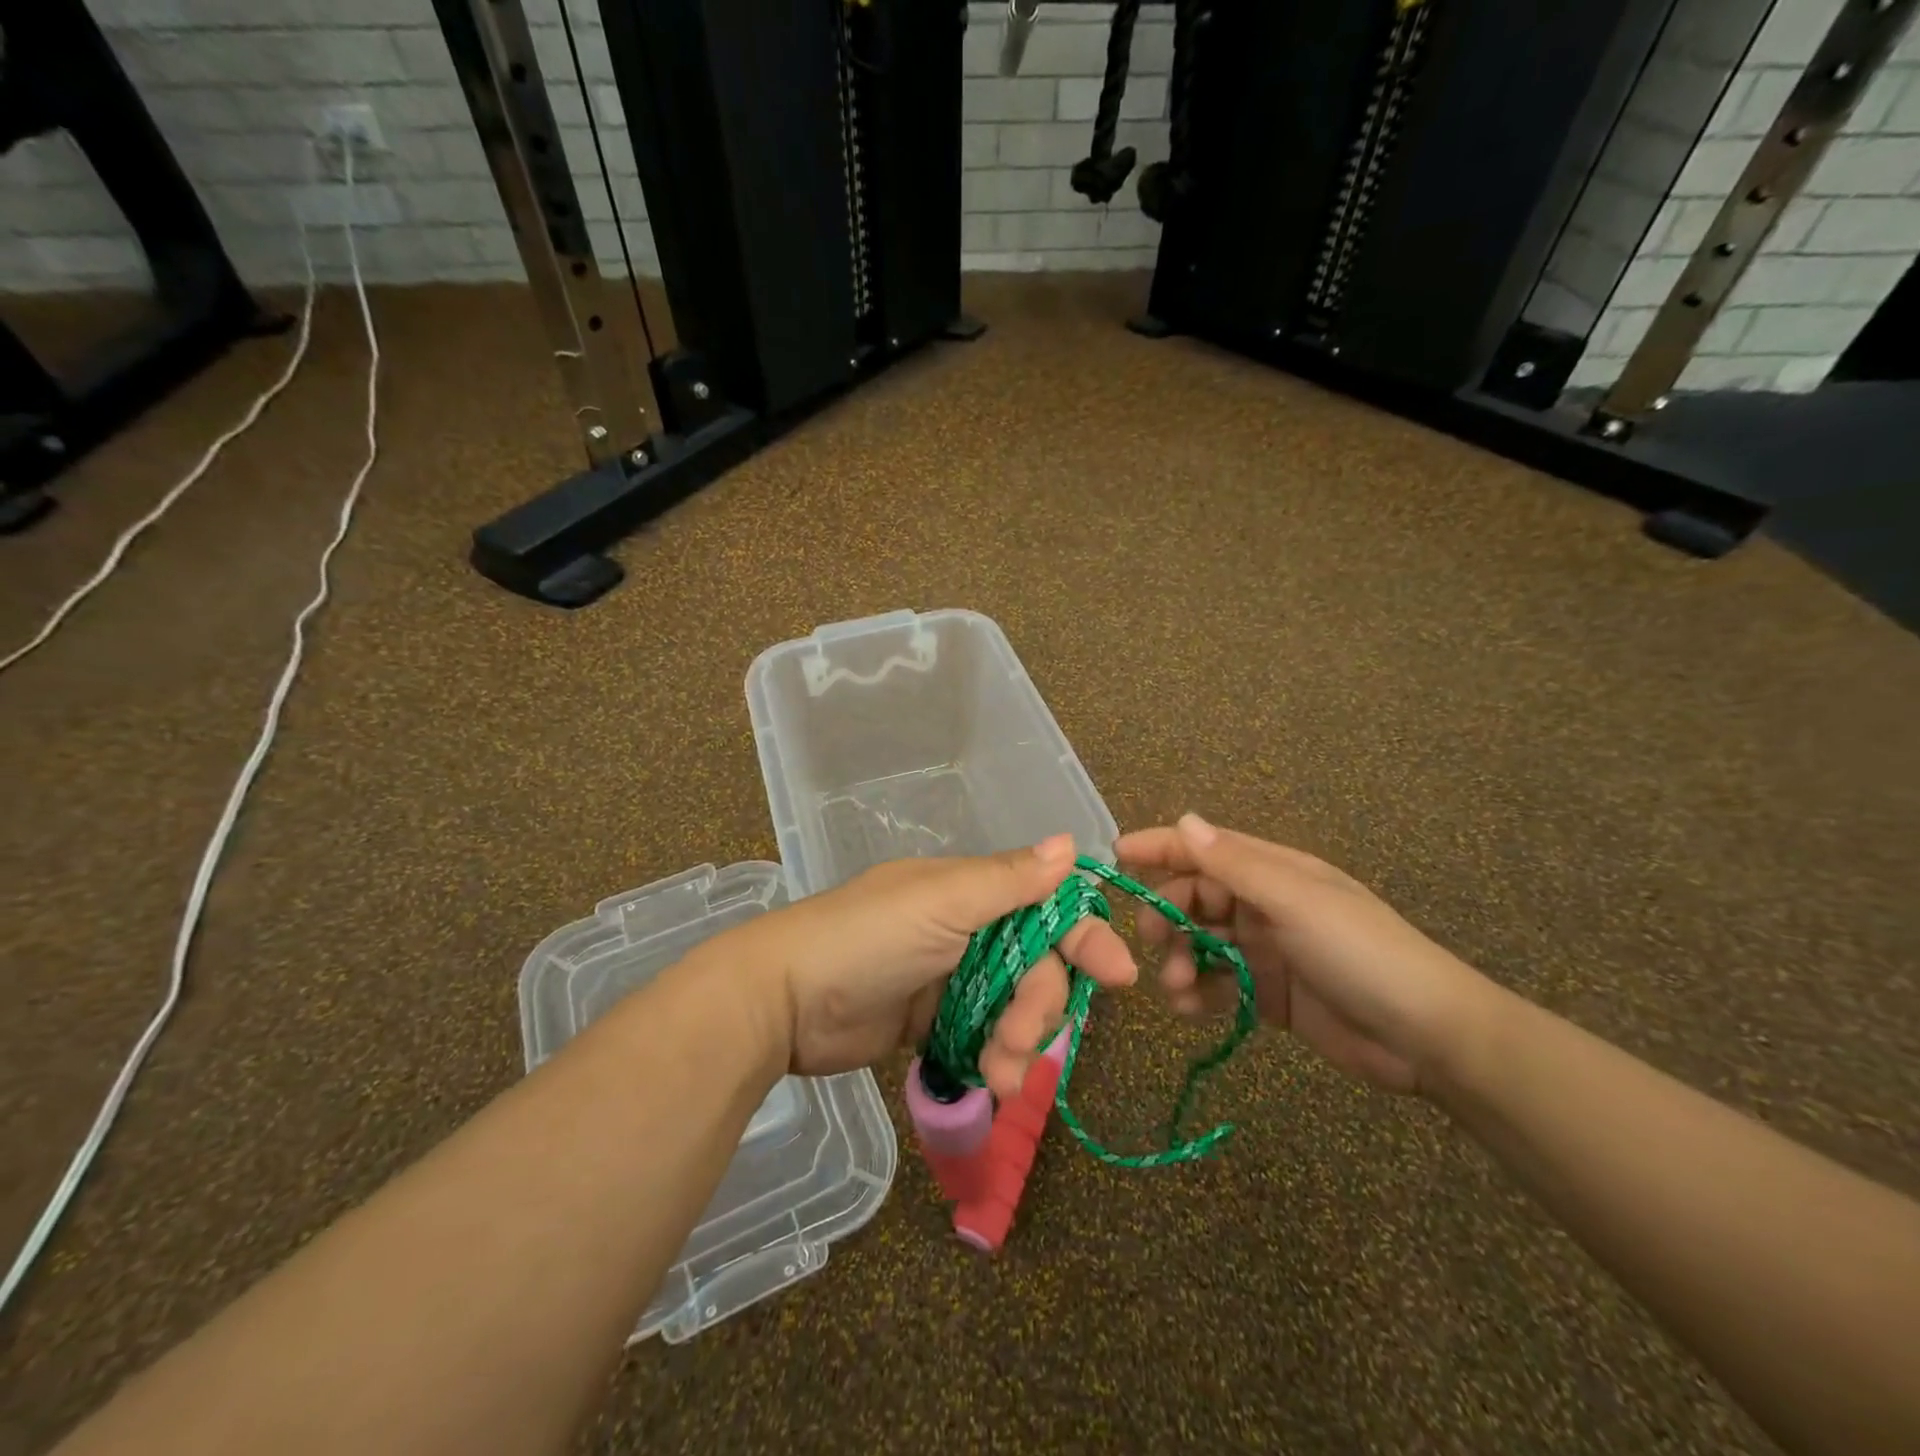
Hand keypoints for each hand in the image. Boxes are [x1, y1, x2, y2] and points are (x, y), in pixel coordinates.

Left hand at [726, 835, 1136, 1099]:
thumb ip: (1009, 881)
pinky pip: (982, 1036)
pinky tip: (988, 1082)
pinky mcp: (931, 1021)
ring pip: (1013, 1007)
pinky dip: (991, 1057)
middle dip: (1039, 1007)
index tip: (1119, 975)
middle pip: (1035, 966)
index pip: (1045, 907)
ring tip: (1000, 1077)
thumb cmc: (868, 938)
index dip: (1083, 937)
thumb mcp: (942, 903)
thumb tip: (1070, 843)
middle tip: (1022, 1044)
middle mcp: (966, 929)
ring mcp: (949, 977)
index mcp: (971, 892)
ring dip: (1017, 1042)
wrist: (784, 1001)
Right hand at [1116, 815, 1491, 1094]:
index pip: (1202, 849)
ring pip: (1200, 944)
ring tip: (1176, 988)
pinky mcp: (1267, 994)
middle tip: (1152, 943)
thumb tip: (1184, 821)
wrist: (1428, 1038)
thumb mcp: (1295, 902)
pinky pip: (1217, 985)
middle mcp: (1262, 905)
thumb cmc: (1360, 953)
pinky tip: (1190, 1011)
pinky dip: (1198, 995)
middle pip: (1193, 899)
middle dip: (1167, 917)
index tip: (1115, 858)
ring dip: (1178, 960)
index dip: (1159, 848)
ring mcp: (1264, 950)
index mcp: (1271, 872)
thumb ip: (1234, 865)